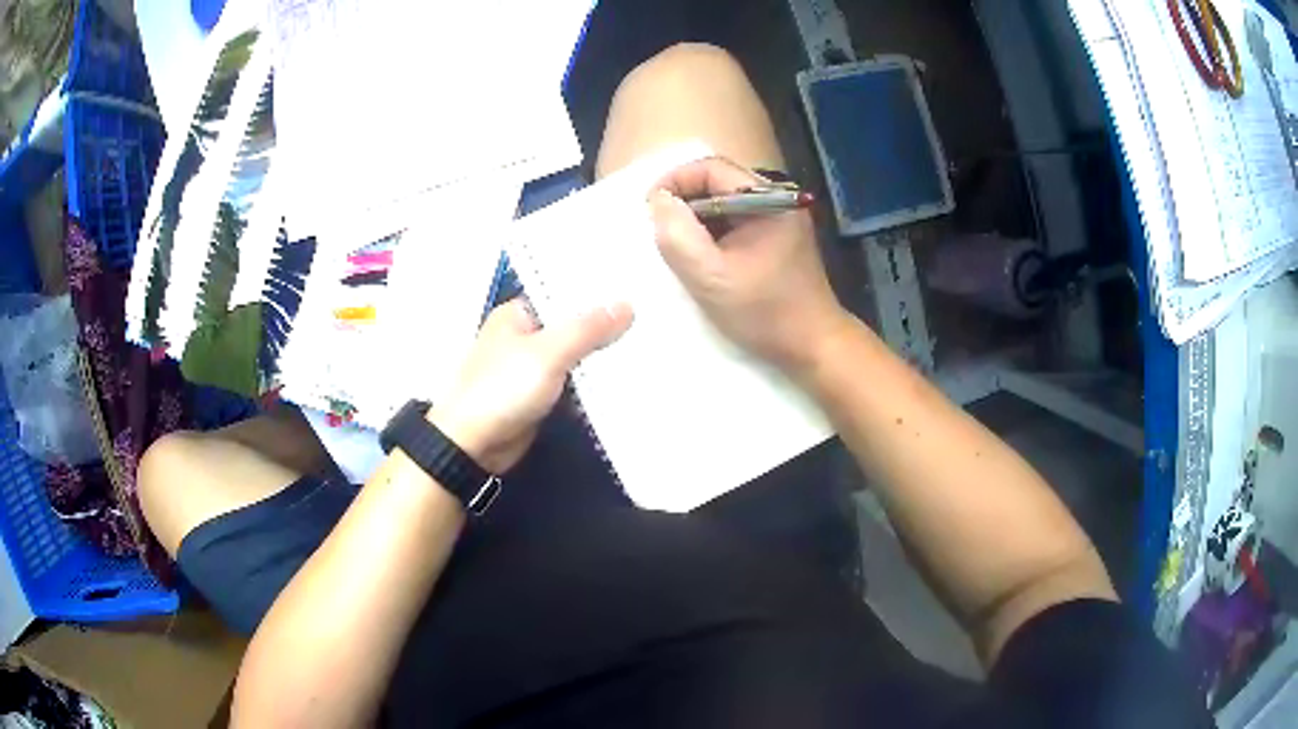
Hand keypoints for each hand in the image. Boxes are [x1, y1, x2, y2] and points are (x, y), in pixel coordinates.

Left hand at [430, 299, 632, 473]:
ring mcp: (533, 366)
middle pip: (572, 323)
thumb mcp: (547, 354)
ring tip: (650, 339)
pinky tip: (627, 373)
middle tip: (653, 313)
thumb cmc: (502, 390)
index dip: (598, 289)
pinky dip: (594, 379)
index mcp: (519, 314)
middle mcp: (526, 335)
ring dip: (603, 353)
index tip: (639, 285)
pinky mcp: (541, 394)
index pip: (564, 292)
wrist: (472, 445)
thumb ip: (587, 329)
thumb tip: (627, 305)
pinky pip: (574, 380)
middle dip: (606, 323)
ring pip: (576, 353)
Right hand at [649, 157, 848, 373]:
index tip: (649, 209)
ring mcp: (780, 219)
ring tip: (674, 245)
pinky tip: (700, 257)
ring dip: (696, 219)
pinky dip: (712, 233)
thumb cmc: (765, 312)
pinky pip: (736, 222)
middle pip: (719, 182)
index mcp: (768, 200)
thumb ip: (679, 236)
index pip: (712, 168)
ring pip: (725, 204)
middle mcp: (777, 200)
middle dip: (684, 200)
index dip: (675, 181)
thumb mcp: (712, 278)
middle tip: (657, 229)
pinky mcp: (777, 239)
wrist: (813, 346)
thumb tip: (658, 201)